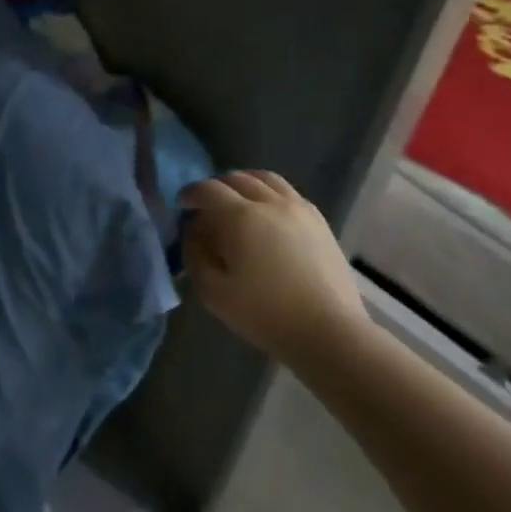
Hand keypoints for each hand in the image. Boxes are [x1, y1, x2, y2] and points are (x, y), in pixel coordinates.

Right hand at [180, 171, 366, 365]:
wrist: (329, 333)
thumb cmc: (264, 314)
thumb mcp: (211, 290)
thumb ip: (194, 253)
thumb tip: (194, 229)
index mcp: (241, 217)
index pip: (208, 190)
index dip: (190, 194)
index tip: (181, 206)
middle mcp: (270, 203)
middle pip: (236, 178)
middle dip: (215, 188)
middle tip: (205, 207)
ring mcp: (299, 209)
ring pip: (265, 179)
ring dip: (244, 183)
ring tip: (236, 202)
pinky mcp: (319, 221)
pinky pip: (288, 192)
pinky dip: (268, 193)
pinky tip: (265, 214)